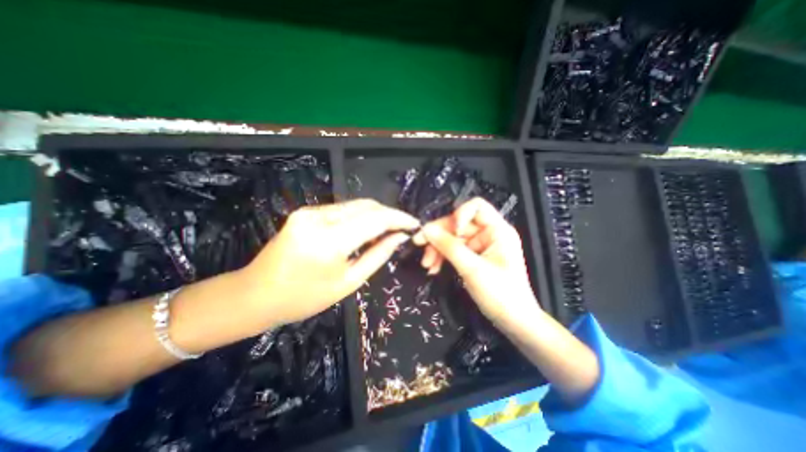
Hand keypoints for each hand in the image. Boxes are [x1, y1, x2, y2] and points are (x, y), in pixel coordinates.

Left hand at [241, 199, 418, 325]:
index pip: (376, 219)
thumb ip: (378, 255)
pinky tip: (364, 230)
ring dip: (375, 215)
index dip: (399, 218)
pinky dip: (359, 217)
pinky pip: (342, 210)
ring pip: (355, 205)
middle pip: (366, 206)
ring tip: (387, 231)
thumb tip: (400, 237)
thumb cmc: (304, 298)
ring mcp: (309, 211)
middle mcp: (319, 218)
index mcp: (330, 241)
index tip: (415, 224)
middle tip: (402, 228)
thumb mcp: (349, 282)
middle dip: (389, 214)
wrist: (255, 295)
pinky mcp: (305, 211)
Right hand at [416, 197, 540, 332]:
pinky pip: (453, 250)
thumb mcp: (472, 269)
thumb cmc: (500, 294)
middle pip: (458, 224)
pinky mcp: (473, 257)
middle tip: (419, 245)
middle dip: (439, 236)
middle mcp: (488, 234)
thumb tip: (425, 229)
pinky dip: (442, 258)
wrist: (513, 322)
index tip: (447, 231)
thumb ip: (448, 247)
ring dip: (437, 249)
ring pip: (452, 238)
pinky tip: (432, 268)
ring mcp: (480, 246)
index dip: (459, 214)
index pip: (476, 207)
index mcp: (497, 230)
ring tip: (426, 265)